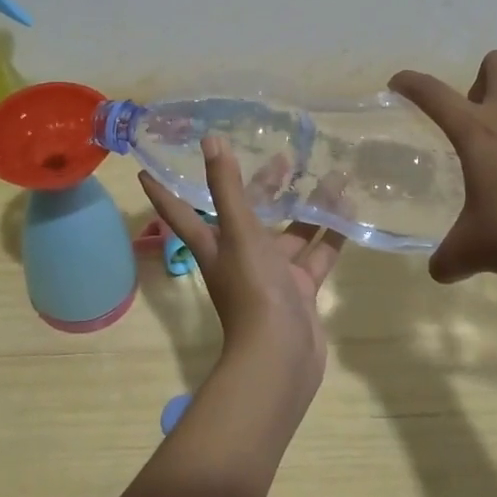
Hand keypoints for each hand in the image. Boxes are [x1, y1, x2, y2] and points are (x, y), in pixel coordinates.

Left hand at [139, 137, 343, 402]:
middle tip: (285, 155)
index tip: (147, 168)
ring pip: (290, 232)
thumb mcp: (238, 233)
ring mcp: (272, 274)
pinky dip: (331, 235)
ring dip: (307, 207)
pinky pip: (316, 254)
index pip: (182, 210)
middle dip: (264, 186)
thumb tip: (210, 140)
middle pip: (248, 214)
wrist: (281, 356)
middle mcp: (240, 256)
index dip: (164, 190)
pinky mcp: (300, 289)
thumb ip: (228, 188)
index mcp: (215, 245)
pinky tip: (349, 210)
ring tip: (332, 176)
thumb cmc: (252, 290)